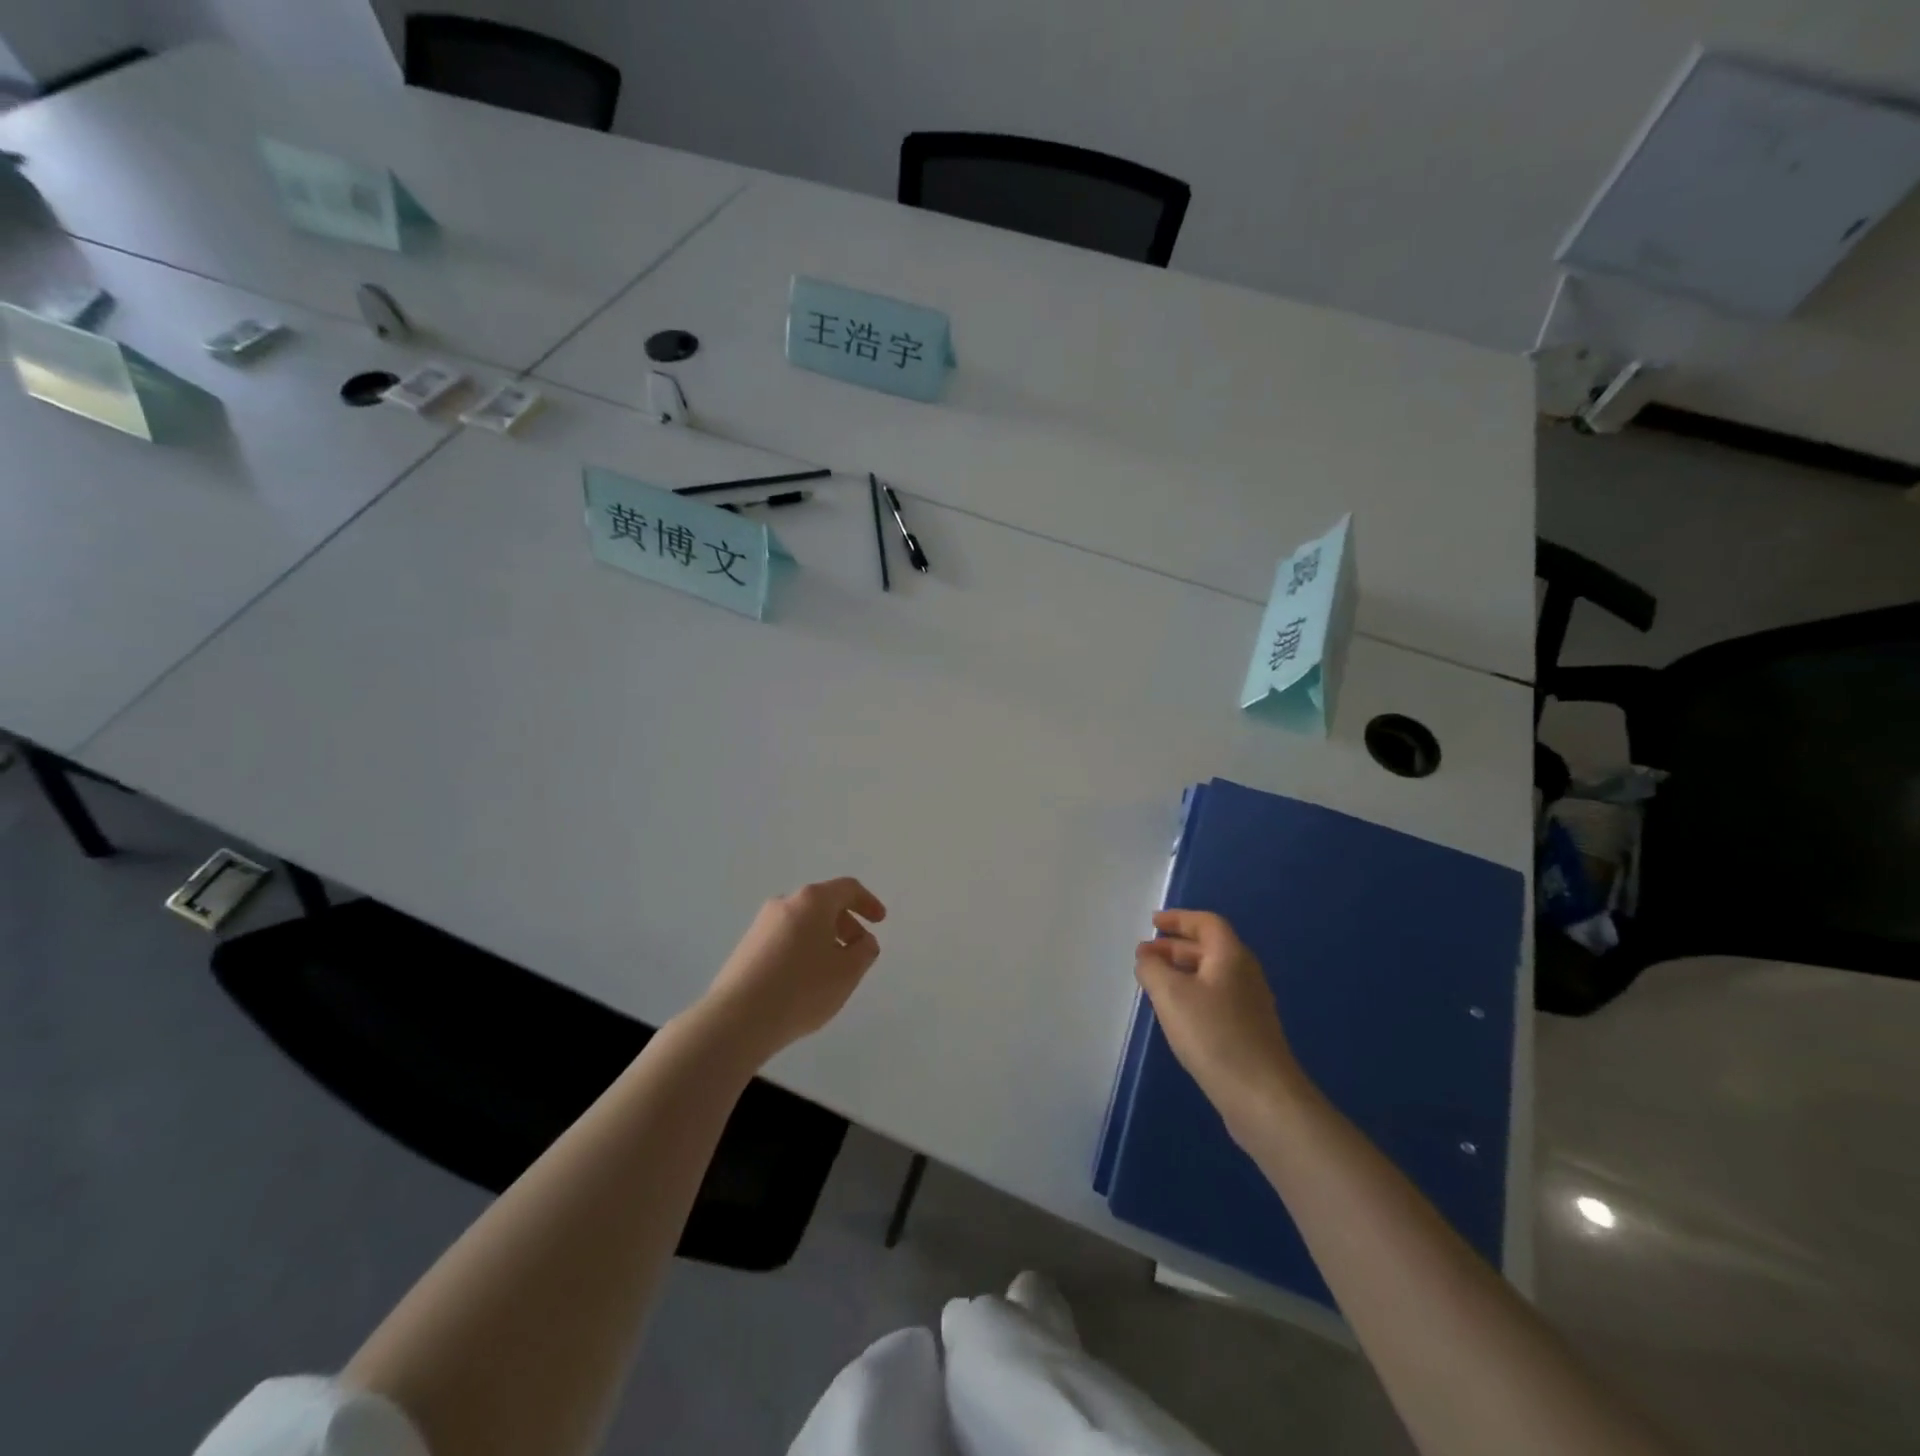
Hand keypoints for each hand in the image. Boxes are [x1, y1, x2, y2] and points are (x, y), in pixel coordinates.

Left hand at [699, 878, 887, 1062]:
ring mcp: (761, 924)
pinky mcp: (746, 946)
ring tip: (832, 972)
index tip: (880, 922)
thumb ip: (864, 951)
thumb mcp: (847, 973)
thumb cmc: (802, 989)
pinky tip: (804, 981)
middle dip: (846, 924)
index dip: (868, 902)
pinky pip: (785, 938)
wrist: (737, 1019)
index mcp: (812, 901)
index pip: (847, 888)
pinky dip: (803, 949)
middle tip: (858, 951)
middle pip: (824, 904)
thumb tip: (863, 941)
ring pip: (803, 922)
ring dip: (824, 939)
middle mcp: (785, 903)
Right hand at [1135, 910, 1307, 1137]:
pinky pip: (1215, 998)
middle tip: (1145, 955)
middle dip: (1174, 947)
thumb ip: (1152, 969)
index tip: (1153, 923)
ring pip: (1211, 975)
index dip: (1179, 919)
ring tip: (1154, 983)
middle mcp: (1245, 974)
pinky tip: (1176, 1014)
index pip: (1206, 923)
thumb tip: (1147, 958)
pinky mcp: (1249, 1032)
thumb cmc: (1214, 1035)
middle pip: (1209, 948)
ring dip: (1181, 972)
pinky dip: (1192, 994)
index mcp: (1231, 956)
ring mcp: (1250, 1005)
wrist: (1262, 1096)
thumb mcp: (1171, 995)